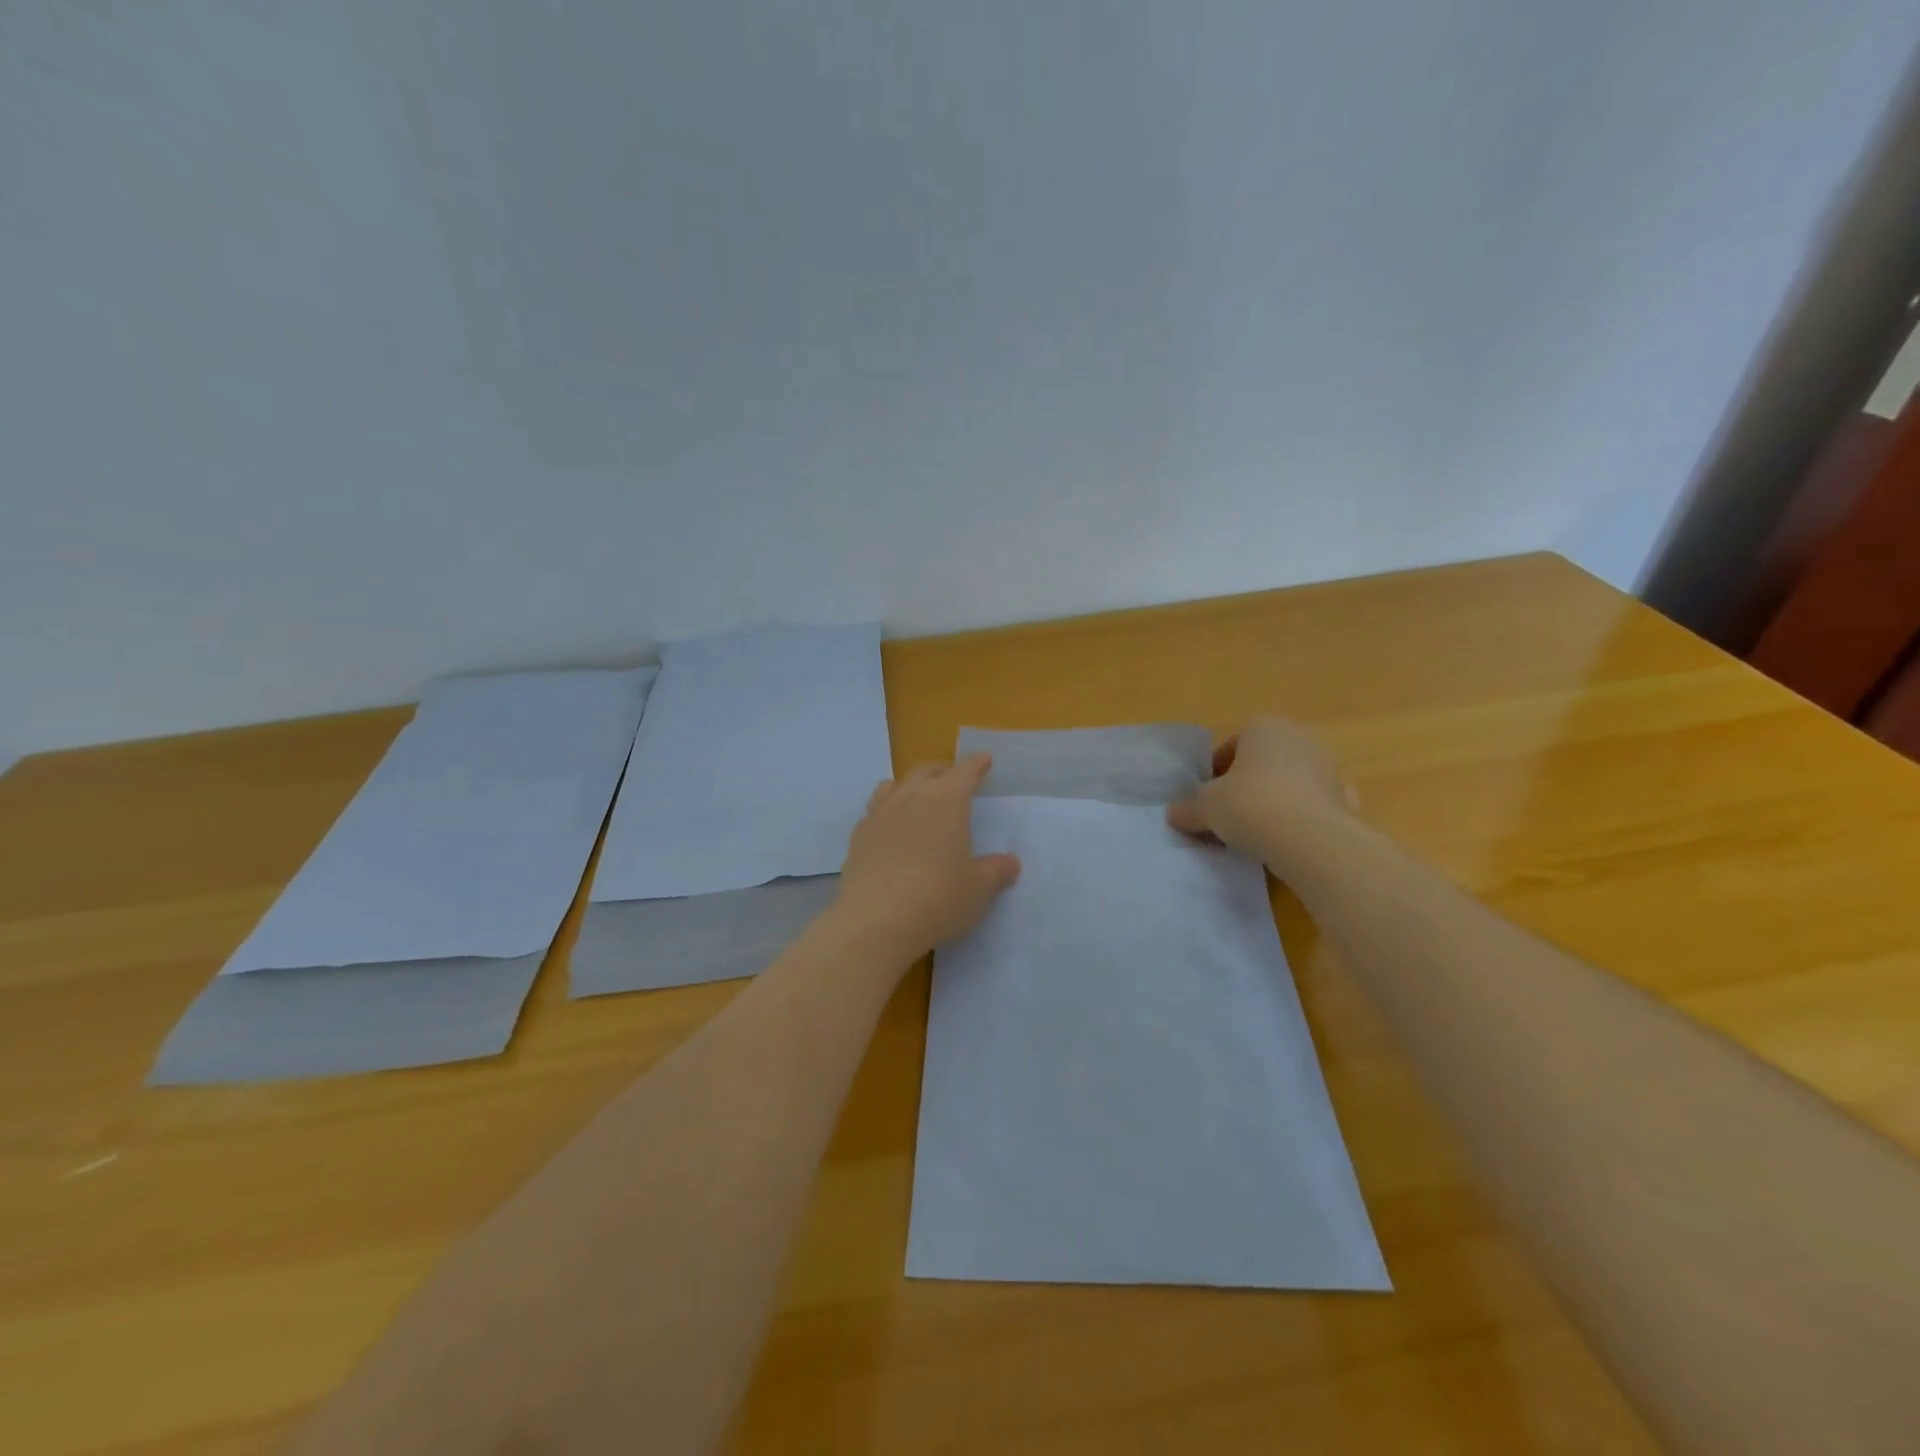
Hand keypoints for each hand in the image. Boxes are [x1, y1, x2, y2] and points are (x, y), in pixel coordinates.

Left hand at [834, 753, 1021, 956]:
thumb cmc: (938, 897)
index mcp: (946, 800)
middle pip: (926, 771)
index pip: (965, 772)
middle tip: (953, 778)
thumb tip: (1010, 863)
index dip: (976, 764)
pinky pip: (874, 812)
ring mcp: (879, 814)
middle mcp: (911, 797)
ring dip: (910, 786)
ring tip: (917, 797)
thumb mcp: (978, 888)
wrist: (876, 920)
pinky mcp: (858, 837)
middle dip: (943, 771)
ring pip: (894, 785)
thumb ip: (996, 871)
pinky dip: (887, 812)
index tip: (984, 759)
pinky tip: (890, 830)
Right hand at [1166, 716, 1357, 855]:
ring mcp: (1328, 768)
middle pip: (1262, 762)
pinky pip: (1314, 806)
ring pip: (1290, 783)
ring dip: (1274, 800)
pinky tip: (1289, 841)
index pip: (1230, 746)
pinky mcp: (1345, 800)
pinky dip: (1303, 819)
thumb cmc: (1250, 805)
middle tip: (1227, 814)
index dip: (1214, 773)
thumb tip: (1174, 813)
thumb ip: (1188, 808)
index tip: (1205, 798)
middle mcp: (1299, 738)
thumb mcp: (1205, 807)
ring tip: (1256, 832)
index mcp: (1263, 727)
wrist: (1310, 839)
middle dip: (1246, 784)